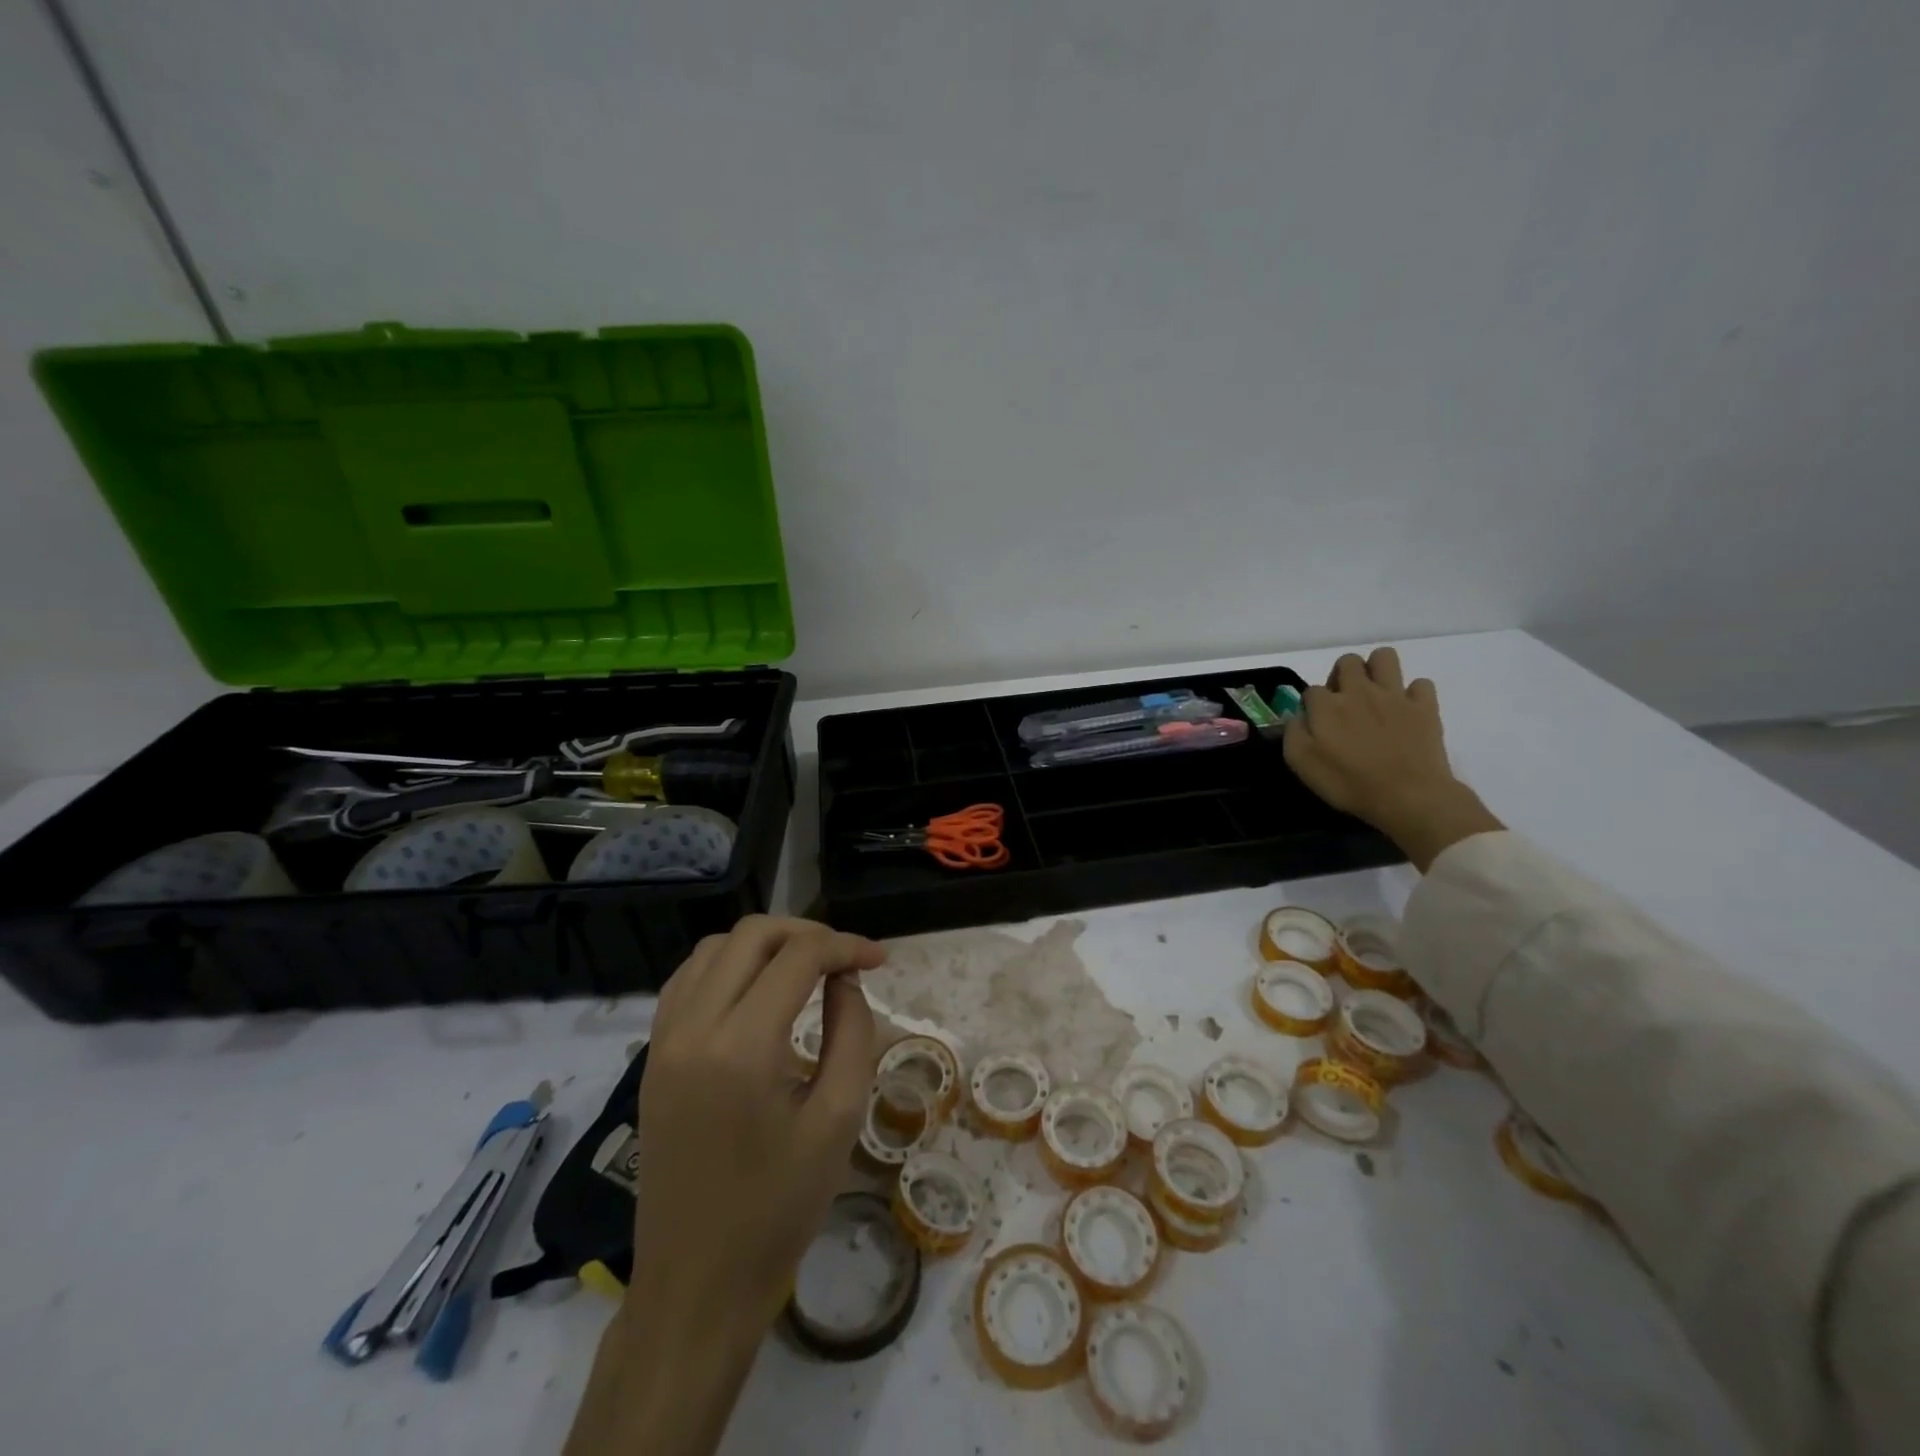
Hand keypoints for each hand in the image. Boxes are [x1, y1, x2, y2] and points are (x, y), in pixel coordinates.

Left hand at [566, 916, 885, 1455]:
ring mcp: (663, 1040)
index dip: (845, 946)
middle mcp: (693, 1028)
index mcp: (742, 1047)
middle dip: (806, 932)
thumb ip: (851, 1032)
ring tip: (806, 966)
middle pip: (752, 936)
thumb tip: (845, 980)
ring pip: (714, 948)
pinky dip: (727, 965)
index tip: (878, 959)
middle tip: (845, 958)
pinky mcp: (652, 1057)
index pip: (798, 957)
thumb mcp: (838, 1119)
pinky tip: (756, 988)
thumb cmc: (778, 1208)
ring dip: (765, 944)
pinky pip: (687, 980)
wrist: (695, 1285)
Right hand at [1283, 647, 1503, 870]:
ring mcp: (1395, 696)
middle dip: (1341, 676)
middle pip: (1347, 661)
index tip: (1316, 725)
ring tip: (1374, 693)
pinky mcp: (1424, 707)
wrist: (1408, 797)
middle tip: (1344, 703)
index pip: (1311, 689)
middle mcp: (1359, 691)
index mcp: (1327, 706)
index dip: (1311, 706)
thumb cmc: (1349, 783)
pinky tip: (1406, 710)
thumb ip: (1293, 733)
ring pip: (1384, 657)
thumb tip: (1297, 717)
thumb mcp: (1302, 764)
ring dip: (1376, 670)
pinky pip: (1421, 684)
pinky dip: (1412, 694)